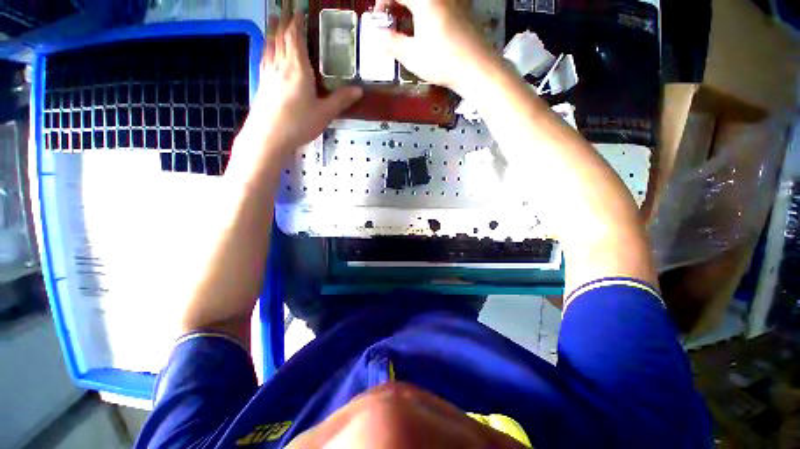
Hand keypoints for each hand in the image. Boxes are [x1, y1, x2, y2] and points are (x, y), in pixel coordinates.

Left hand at [237, 12, 361, 159]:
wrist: (269, 136)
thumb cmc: (299, 123)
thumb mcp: (325, 113)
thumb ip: (341, 100)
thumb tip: (359, 90)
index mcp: (298, 69)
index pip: (296, 38)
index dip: (297, 22)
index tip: (298, 8)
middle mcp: (281, 66)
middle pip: (281, 38)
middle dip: (284, 21)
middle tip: (284, 8)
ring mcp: (269, 74)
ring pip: (270, 46)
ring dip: (272, 31)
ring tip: (273, 20)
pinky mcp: (262, 84)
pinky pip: (264, 59)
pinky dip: (266, 48)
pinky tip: (265, 49)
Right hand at [374, 0, 499, 94]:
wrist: (476, 68)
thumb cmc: (443, 62)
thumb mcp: (412, 56)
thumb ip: (391, 43)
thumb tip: (377, 36)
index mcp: (425, 0)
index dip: (382, 3)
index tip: (379, 19)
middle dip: (397, 5)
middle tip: (391, 21)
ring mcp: (454, 0)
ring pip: (426, 2)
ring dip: (412, 10)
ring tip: (407, 27)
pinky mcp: (463, 9)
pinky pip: (440, 5)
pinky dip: (427, 12)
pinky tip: (426, 30)